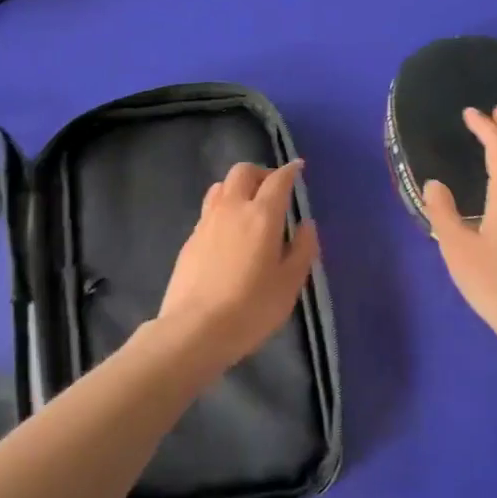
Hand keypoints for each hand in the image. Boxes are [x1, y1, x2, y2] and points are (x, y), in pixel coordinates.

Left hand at [155, 160, 320, 375]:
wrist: (195, 328)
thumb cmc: (251, 308)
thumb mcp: (289, 284)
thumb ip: (303, 250)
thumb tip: (306, 225)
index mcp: (261, 215)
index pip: (277, 180)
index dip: (290, 171)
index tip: (298, 168)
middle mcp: (232, 208)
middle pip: (242, 172)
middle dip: (260, 172)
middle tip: (273, 188)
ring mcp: (206, 222)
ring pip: (220, 186)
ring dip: (238, 187)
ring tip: (249, 206)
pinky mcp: (190, 239)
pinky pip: (209, 209)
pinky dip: (223, 208)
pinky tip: (229, 231)